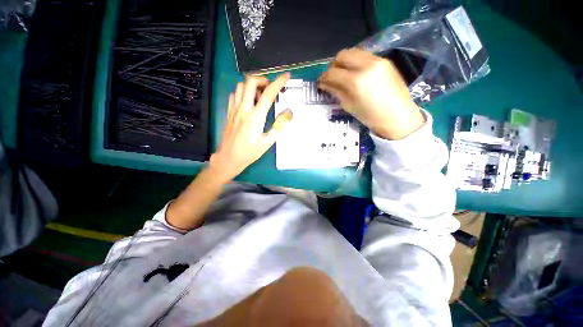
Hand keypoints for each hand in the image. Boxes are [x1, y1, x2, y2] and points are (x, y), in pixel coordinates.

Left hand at [210, 73, 292, 180]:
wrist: (229, 157)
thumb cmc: (250, 151)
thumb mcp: (268, 141)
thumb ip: (279, 126)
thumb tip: (289, 112)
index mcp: (255, 117)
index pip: (268, 94)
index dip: (278, 82)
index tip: (285, 76)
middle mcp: (243, 109)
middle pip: (250, 82)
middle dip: (262, 79)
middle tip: (269, 88)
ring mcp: (234, 109)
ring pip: (240, 86)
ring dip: (251, 85)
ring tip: (259, 95)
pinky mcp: (229, 112)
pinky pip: (234, 94)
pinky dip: (242, 92)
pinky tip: (247, 101)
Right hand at [319, 48, 424, 139]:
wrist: (398, 117)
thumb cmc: (371, 117)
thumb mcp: (349, 106)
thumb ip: (336, 92)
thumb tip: (325, 84)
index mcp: (356, 81)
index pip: (332, 72)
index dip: (324, 77)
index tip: (321, 82)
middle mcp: (366, 65)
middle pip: (343, 54)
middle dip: (334, 65)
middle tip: (332, 76)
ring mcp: (378, 60)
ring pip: (354, 52)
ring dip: (345, 61)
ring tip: (344, 74)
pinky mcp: (385, 60)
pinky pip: (365, 56)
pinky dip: (356, 62)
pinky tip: (357, 74)